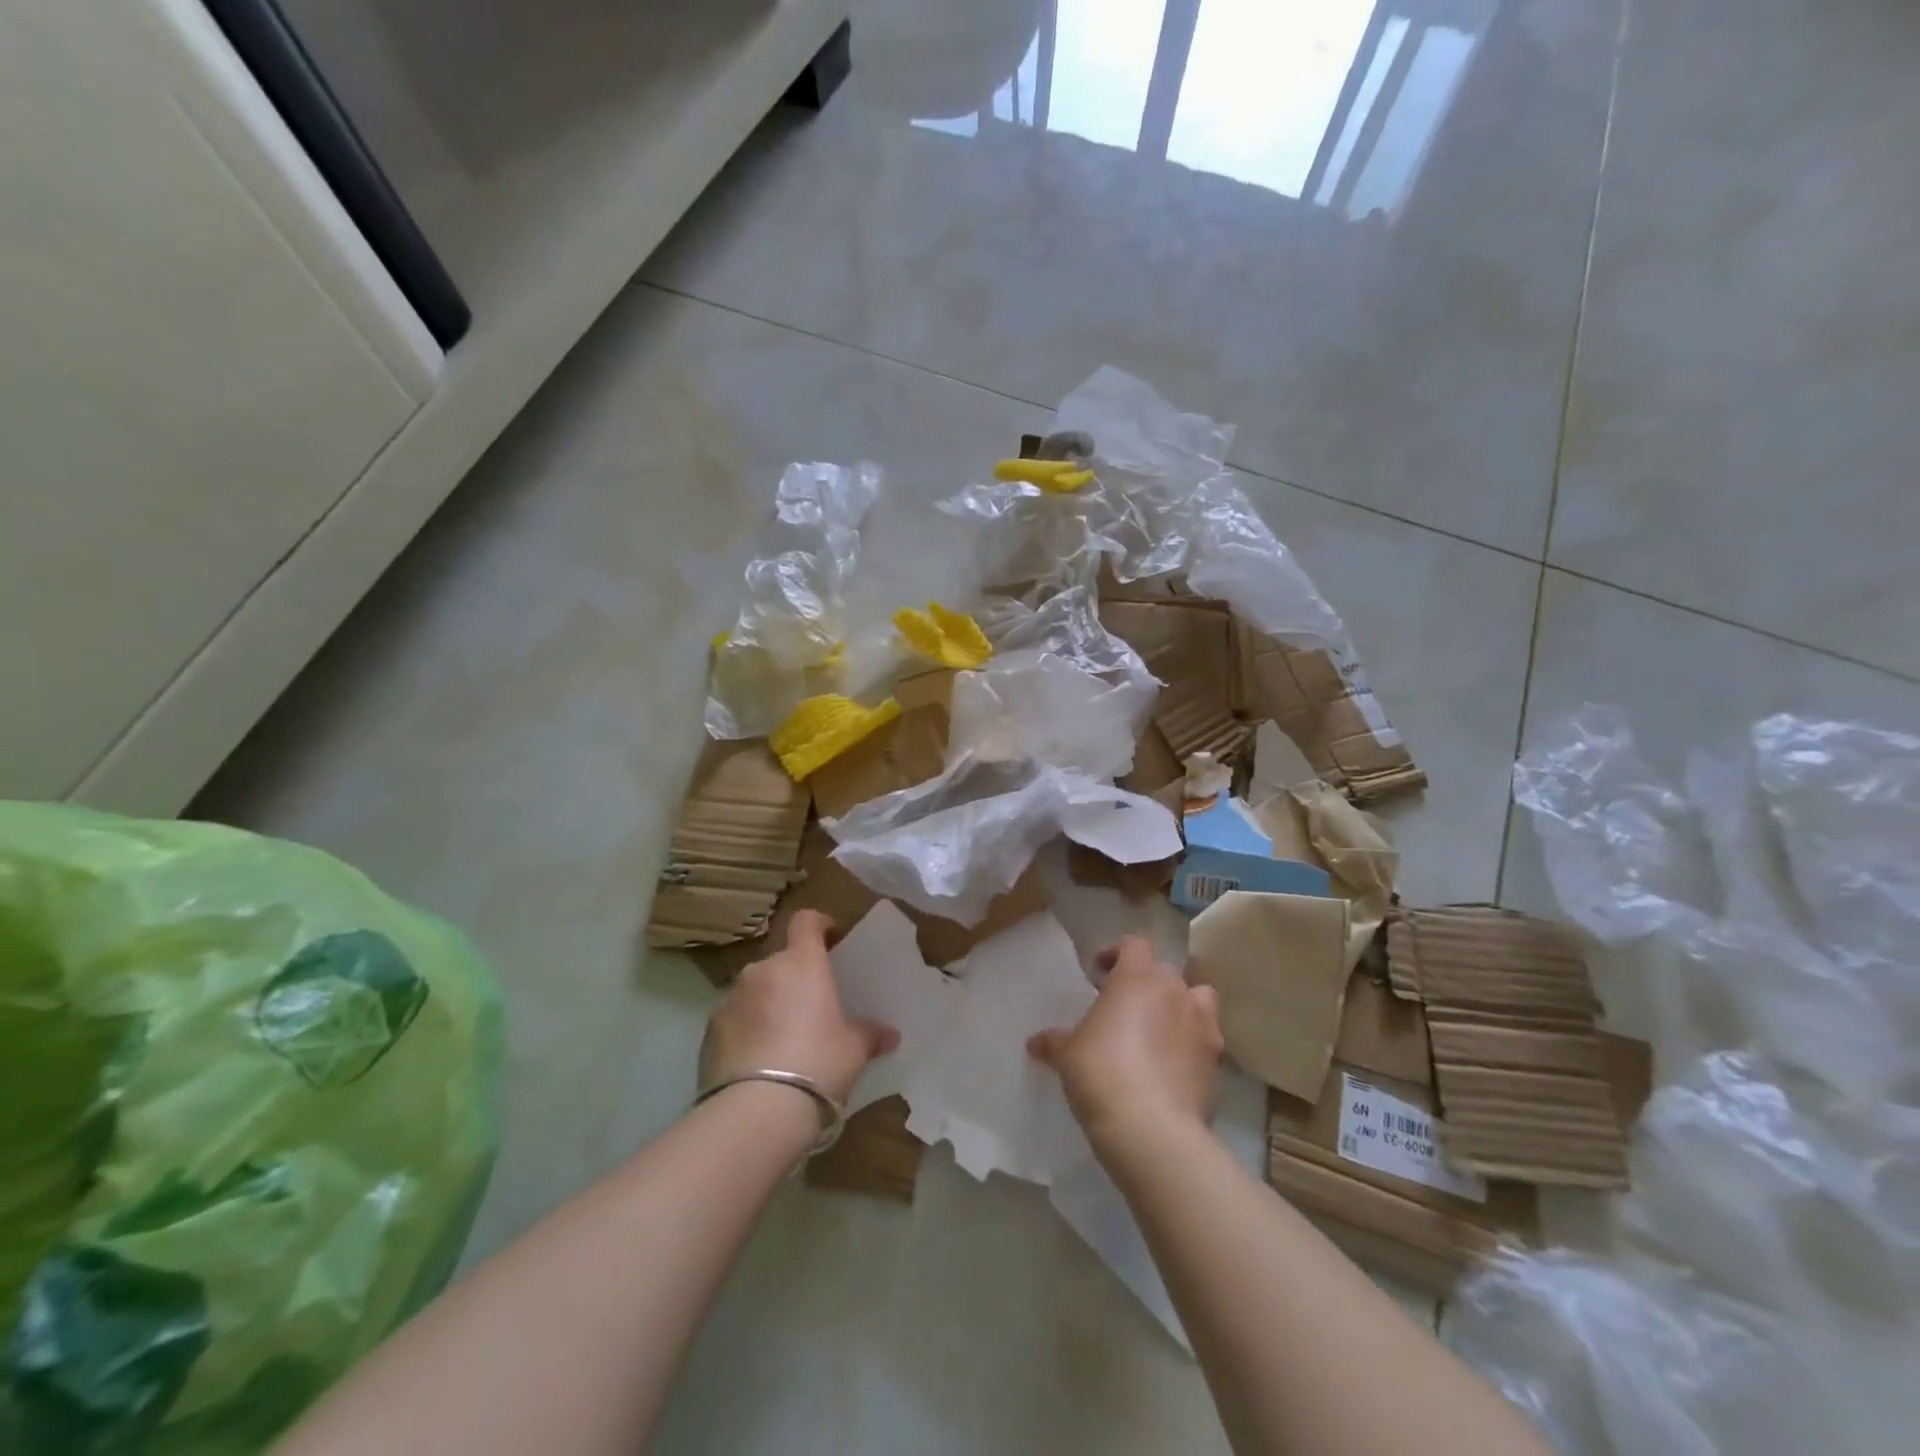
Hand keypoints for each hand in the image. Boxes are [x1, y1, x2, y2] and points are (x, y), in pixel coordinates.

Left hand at [699, 910, 898, 1107]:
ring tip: (783, 1039)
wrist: (756, 1111)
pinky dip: (747, 1030)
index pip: (806, 921)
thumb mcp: (853, 1051)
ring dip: (769, 1003)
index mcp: (801, 963)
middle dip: (795, 976)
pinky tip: (758, 1062)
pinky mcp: (709, 1030)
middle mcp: (763, 970)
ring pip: (756, 990)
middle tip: (812, 1005)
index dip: (819, 924)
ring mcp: (731, 999)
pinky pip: (735, 1019)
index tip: (831, 937)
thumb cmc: (818, 1064)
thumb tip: (890, 1035)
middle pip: (781, 960)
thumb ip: (869, 1035)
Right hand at [1028, 936, 1223, 1152]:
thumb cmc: (1101, 1073)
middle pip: (1164, 971)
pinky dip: (1194, 1042)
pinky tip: (1176, 1064)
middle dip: (1146, 983)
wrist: (1151, 1128)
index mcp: (1136, 978)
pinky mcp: (1217, 1059)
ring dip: (1181, 1005)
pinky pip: (1208, 1037)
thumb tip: (1035, 1043)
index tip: (1100, 975)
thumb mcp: (1066, 1055)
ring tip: (1160, 1029)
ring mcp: (1201, 1023)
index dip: (1117, 954)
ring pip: (1198, 997)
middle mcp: (1173, 991)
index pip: (1134, 944)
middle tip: (1125, 1007)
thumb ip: (1054, 1041)